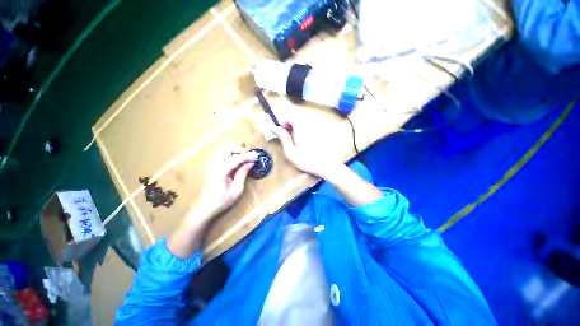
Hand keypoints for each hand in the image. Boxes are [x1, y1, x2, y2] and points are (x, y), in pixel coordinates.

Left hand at [198, 151, 258, 216]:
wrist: (205, 209)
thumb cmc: (222, 201)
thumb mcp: (237, 189)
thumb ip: (243, 174)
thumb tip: (250, 163)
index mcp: (221, 171)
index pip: (236, 158)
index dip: (247, 156)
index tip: (257, 156)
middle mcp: (215, 165)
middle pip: (228, 151)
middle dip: (241, 152)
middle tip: (251, 158)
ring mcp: (212, 166)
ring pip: (225, 153)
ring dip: (236, 153)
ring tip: (246, 159)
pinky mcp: (212, 168)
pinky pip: (222, 158)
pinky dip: (231, 157)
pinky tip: (238, 163)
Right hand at [272, 121, 341, 178]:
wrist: (326, 166)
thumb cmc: (306, 161)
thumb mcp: (290, 152)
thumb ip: (283, 138)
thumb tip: (275, 128)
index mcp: (301, 127)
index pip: (290, 116)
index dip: (284, 122)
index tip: (282, 132)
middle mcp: (309, 125)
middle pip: (297, 118)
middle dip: (290, 125)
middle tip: (287, 137)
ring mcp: (316, 128)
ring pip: (303, 123)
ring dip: (297, 128)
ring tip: (295, 140)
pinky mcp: (321, 133)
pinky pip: (310, 128)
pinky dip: (304, 131)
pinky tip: (304, 143)